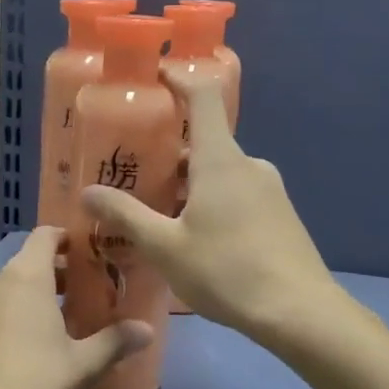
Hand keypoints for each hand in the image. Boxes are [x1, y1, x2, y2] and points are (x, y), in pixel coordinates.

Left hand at [0, 226, 151, 388]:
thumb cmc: (37, 386)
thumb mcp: (84, 365)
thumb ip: (116, 341)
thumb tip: (148, 329)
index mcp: (25, 277)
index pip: (45, 235)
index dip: (67, 238)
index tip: (89, 251)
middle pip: (27, 262)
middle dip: (56, 272)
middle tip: (85, 291)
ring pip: (7, 288)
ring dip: (32, 295)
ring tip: (60, 320)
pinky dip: (10, 314)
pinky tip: (27, 344)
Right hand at [82, 67, 337, 342]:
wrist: (300, 313)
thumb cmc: (227, 271)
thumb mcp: (165, 247)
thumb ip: (126, 216)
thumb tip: (88, 192)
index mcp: (220, 159)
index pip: (202, 95)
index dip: (179, 78)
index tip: (155, 75)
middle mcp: (248, 164)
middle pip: (205, 140)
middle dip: (170, 150)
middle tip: (135, 170)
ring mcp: (269, 189)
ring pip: (221, 171)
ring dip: (190, 182)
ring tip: (159, 212)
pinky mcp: (280, 213)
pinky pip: (239, 192)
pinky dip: (212, 199)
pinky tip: (197, 237)